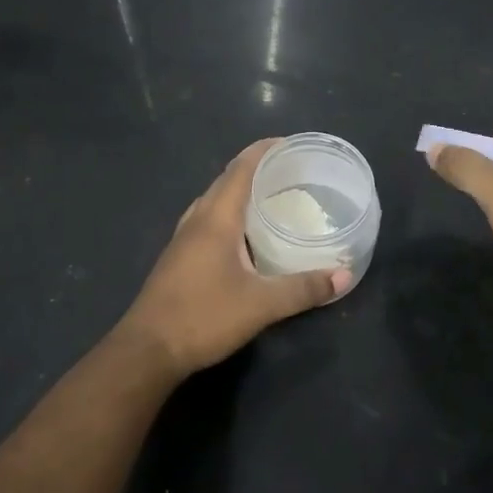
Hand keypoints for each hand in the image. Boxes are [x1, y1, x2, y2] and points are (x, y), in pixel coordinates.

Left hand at [119, 138, 351, 378]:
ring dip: (238, 192)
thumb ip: (303, 288)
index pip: (240, 169)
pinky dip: (228, 215)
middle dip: (255, 169)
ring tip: (268, 198)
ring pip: (213, 202)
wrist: (147, 349)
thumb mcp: (261, 304)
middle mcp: (197, 220)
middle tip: (288, 171)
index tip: (289, 143)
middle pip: (225, 181)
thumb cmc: (203, 316)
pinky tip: (242, 236)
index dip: (263, 151)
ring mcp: (182, 239)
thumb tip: (344, 275)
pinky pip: (206, 221)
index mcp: (216, 218)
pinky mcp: (177, 258)